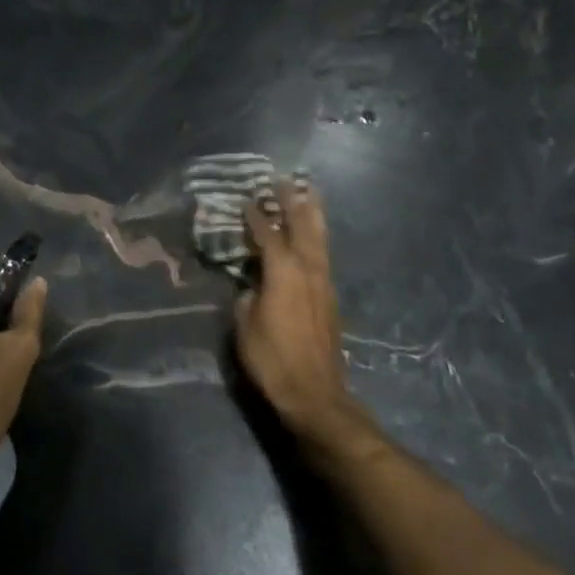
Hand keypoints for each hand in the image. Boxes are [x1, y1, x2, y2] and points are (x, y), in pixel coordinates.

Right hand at [236, 181, 367, 450]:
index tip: (246, 199)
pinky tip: (314, 235)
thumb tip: (253, 285)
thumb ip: (248, 296)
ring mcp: (324, 283)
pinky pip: (323, 255)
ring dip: (312, 214)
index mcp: (283, 272)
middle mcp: (308, 270)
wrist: (315, 393)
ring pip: (319, 238)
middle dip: (292, 202)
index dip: (256, 216)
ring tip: (308, 193)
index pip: (268, 235)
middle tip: (283, 180)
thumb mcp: (244, 326)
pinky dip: (318, 236)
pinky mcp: (330, 298)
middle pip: (302, 226)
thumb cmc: (273, 359)